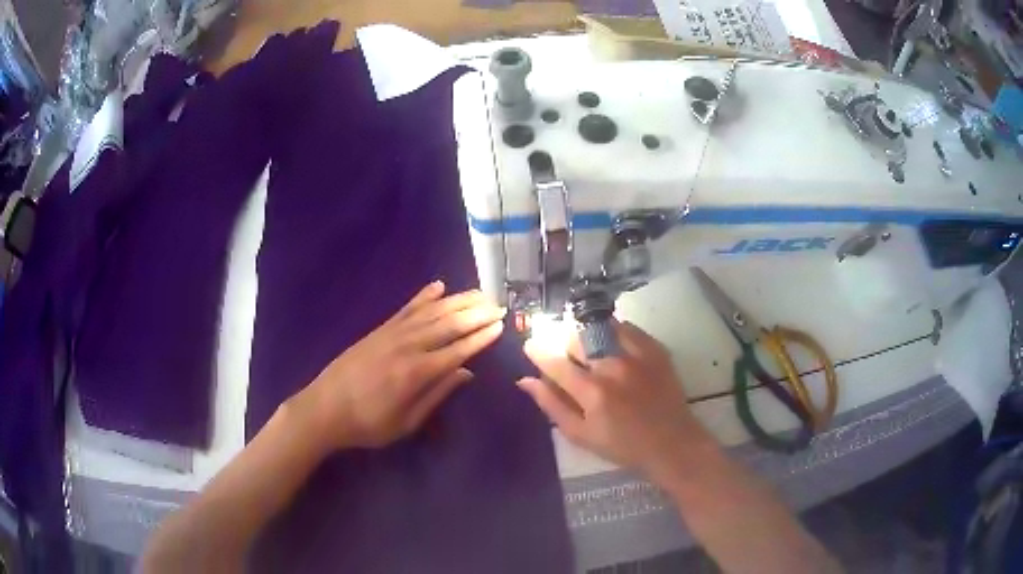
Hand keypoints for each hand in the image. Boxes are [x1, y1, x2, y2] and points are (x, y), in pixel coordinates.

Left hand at [295, 281, 504, 449]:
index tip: (500, 325)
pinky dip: (423, 297)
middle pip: (448, 324)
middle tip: (498, 305)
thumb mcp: (406, 422)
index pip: (457, 350)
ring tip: (479, 293)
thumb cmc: (368, 424)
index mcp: (416, 373)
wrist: (324, 409)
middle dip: (475, 314)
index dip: (480, 337)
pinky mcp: (379, 330)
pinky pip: (406, 309)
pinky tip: (438, 286)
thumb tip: (466, 372)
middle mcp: (407, 347)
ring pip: (431, 312)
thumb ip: (437, 395)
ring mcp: (391, 334)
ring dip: (457, 301)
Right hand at [518, 321, 709, 480]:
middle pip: (575, 339)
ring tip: (588, 348)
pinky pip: (626, 327)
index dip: (537, 350)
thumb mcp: (580, 434)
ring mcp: (636, 355)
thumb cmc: (621, 445)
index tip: (531, 345)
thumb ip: (552, 405)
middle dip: (562, 343)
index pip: (554, 361)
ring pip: (599, 329)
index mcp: (591, 392)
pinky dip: (613, 331)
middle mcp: (612, 367)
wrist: (671, 442)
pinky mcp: (655, 349)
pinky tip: (611, 343)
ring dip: (586, 335)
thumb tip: (525, 380)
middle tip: (566, 355)